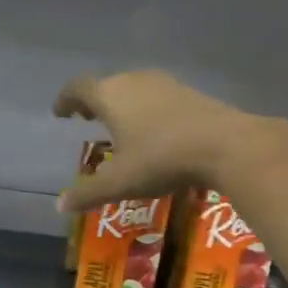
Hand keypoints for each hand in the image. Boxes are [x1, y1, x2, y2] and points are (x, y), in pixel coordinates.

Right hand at [53, 70, 254, 211]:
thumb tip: (60, 206)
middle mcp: (135, 81)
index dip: (66, 100)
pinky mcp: (191, 94)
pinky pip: (156, 97)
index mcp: (110, 96)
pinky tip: (151, 132)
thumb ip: (87, 193)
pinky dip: (144, 109)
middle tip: (86, 119)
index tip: (60, 113)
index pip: (78, 88)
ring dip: (121, 105)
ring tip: (117, 127)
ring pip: (133, 88)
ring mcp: (166, 85)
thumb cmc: (161, 159)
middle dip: (93, 101)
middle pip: (106, 84)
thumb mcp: (118, 183)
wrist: (228, 146)